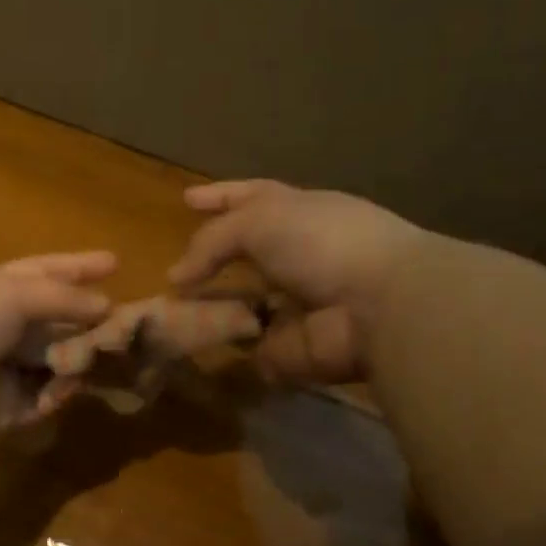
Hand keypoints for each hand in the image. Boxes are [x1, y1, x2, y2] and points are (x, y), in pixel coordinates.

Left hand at [0, 252, 116, 452]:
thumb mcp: (9, 293)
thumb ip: (60, 298)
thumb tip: (104, 305)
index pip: (45, 274)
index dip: (77, 268)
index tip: (114, 263)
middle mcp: (3, 330)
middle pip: (57, 323)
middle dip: (90, 322)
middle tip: (129, 325)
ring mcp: (3, 372)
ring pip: (56, 363)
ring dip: (80, 359)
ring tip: (104, 356)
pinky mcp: (5, 413)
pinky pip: (44, 400)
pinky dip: (59, 393)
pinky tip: (65, 386)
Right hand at [167, 180, 424, 384]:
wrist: (374, 306)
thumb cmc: (322, 243)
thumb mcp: (260, 220)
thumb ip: (213, 241)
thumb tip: (176, 276)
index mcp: (297, 214)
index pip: (250, 199)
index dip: (219, 197)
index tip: (186, 199)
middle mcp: (296, 256)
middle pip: (244, 257)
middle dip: (210, 264)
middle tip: (174, 275)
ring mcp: (294, 305)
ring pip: (242, 305)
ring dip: (211, 309)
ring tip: (171, 311)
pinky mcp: (290, 348)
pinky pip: (248, 348)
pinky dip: (227, 347)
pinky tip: (195, 343)